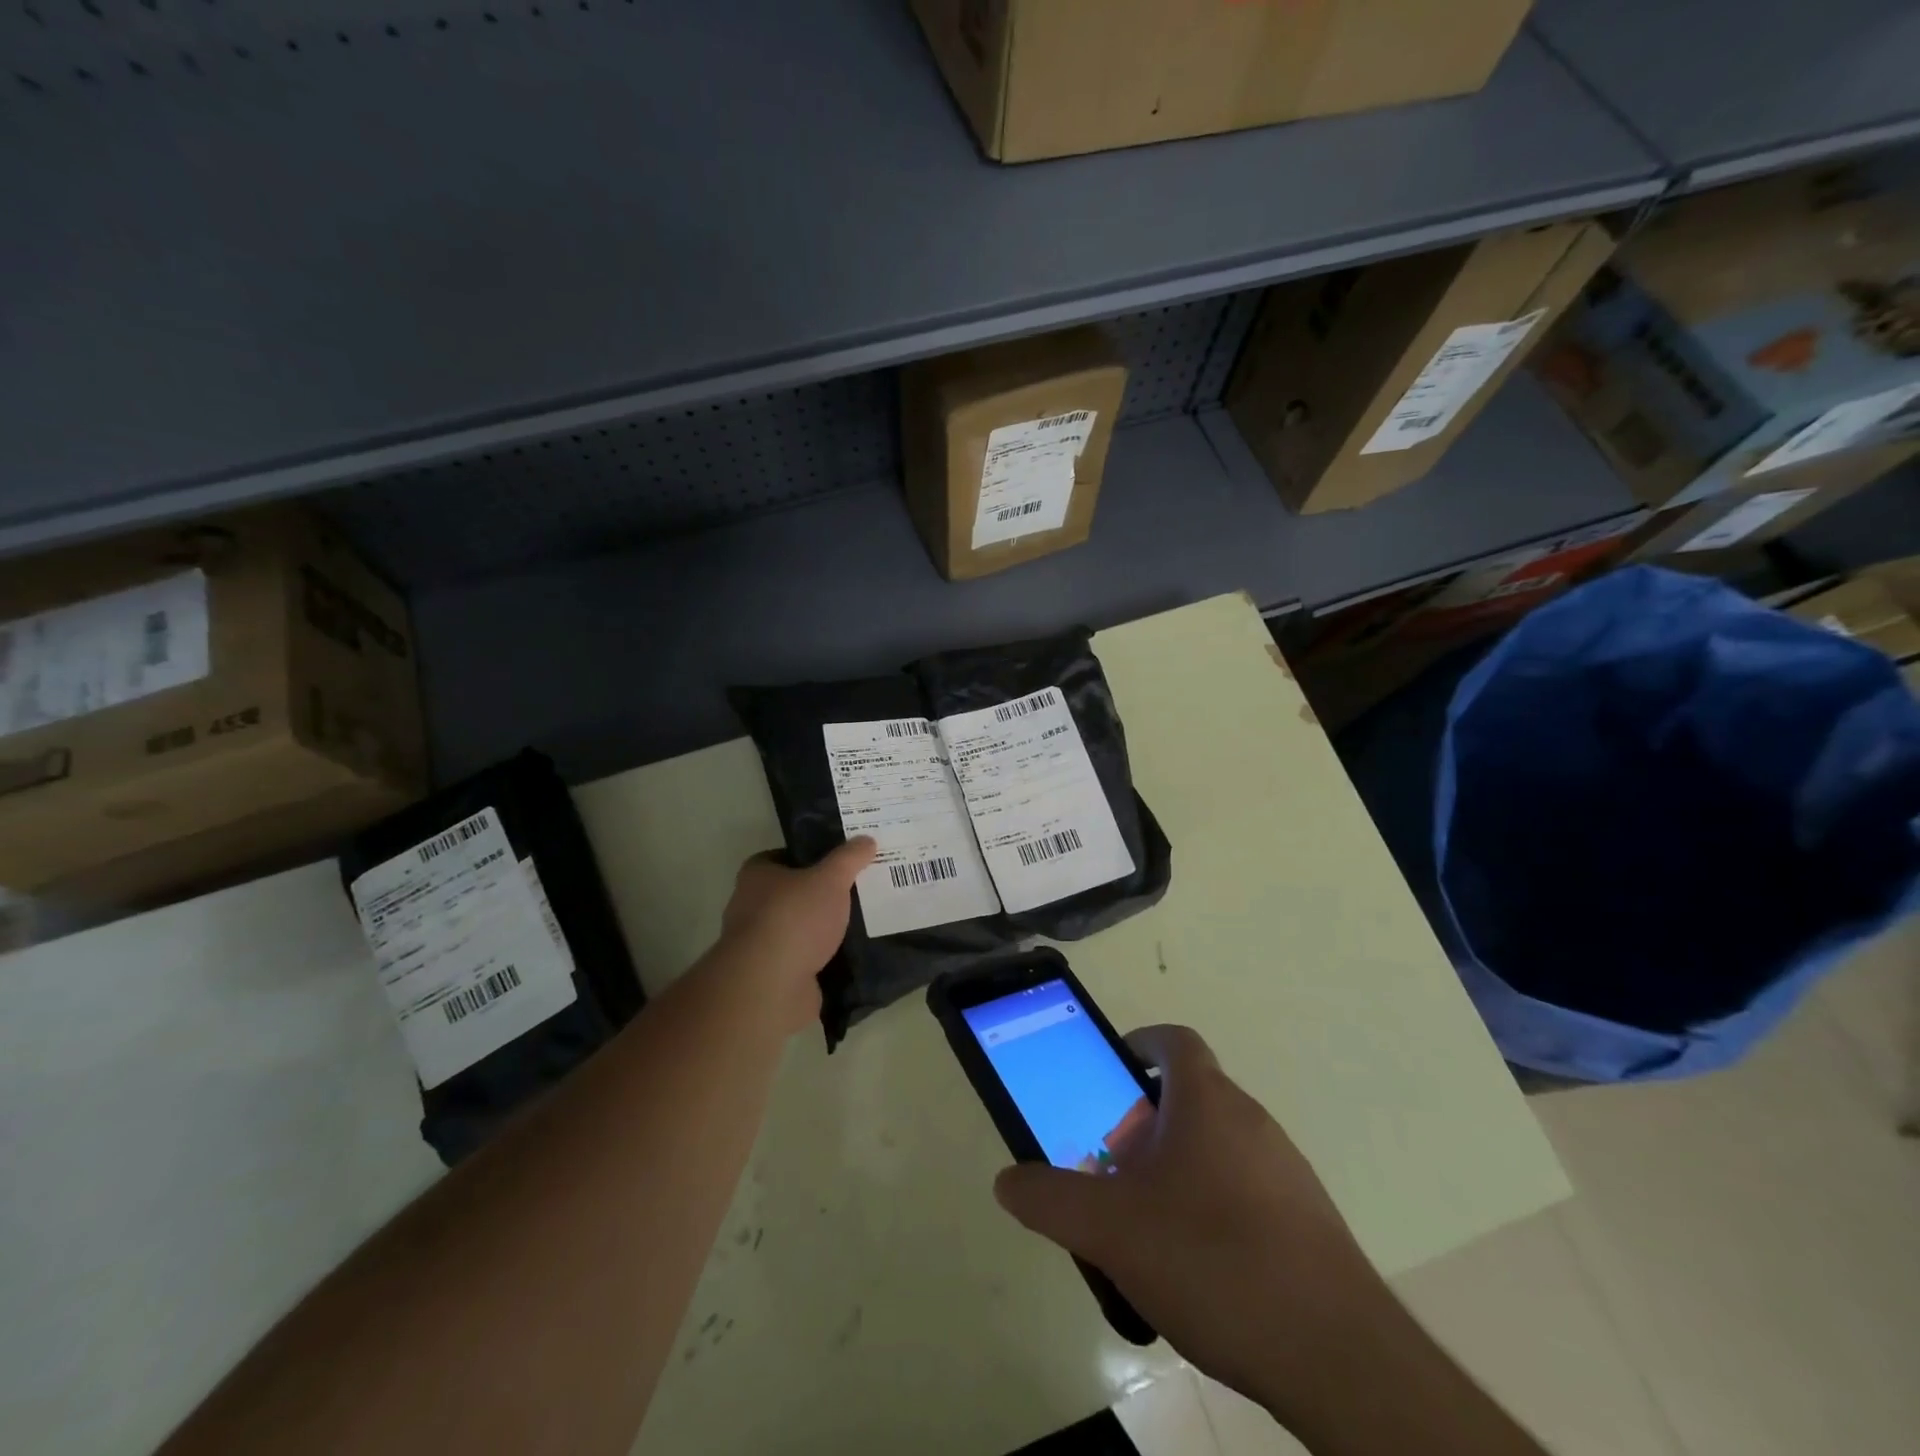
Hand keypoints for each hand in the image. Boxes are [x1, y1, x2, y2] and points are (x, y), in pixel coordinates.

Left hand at [718, 838, 875, 1029]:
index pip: (783, 856)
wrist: (770, 985)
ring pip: (800, 928)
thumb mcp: (830, 878)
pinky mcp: (774, 975)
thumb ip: (849, 858)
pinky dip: (825, 957)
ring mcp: (760, 944)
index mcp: (756, 875)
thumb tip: (866, 840)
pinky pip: (806, 958)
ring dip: (824, 928)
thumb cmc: (794, 918)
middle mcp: (751, 906)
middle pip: (793, 893)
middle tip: (858, 888)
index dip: (811, 855)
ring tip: (863, 921)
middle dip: (821, 893)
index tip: (841, 860)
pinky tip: (853, 954)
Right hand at [991, 1025, 1392, 1418]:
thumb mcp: (1110, 1230)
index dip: (1139, 1044)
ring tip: (1147, 1224)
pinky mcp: (1308, 1221)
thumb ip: (1050, 1200)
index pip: (1174, 1041)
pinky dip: (1212, 1207)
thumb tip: (1007, 1181)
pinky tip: (1196, 1269)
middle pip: (1190, 1097)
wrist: (1339, 1358)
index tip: (1110, 1075)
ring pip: (1217, 1146)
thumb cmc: (1213, 1260)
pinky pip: (1245, 1190)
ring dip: (1177, 1168)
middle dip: (1144, 1122)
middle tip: (1113, 1166)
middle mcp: (1251, 1120)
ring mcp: (1286, 1171)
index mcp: (1208, 1101)